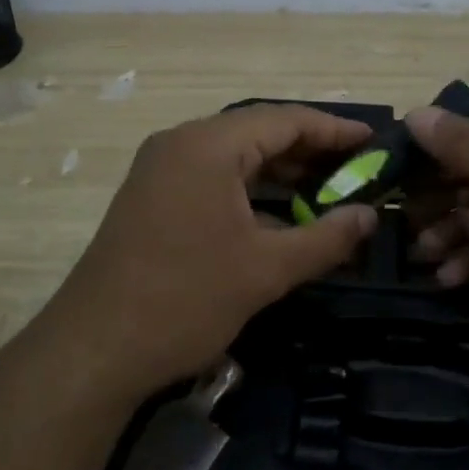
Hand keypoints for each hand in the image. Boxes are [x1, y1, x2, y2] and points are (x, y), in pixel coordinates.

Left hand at [46, 104, 377, 390]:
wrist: (95, 349)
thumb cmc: (185, 300)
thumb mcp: (267, 269)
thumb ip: (326, 237)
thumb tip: (370, 217)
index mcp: (207, 146)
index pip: (284, 119)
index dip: (333, 129)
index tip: (374, 142)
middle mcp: (180, 145)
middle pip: (258, 133)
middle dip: (310, 151)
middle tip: (358, 171)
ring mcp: (160, 171)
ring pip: (234, 158)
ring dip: (280, 173)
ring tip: (328, 192)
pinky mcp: (152, 199)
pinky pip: (213, 179)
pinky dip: (250, 191)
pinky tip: (281, 215)